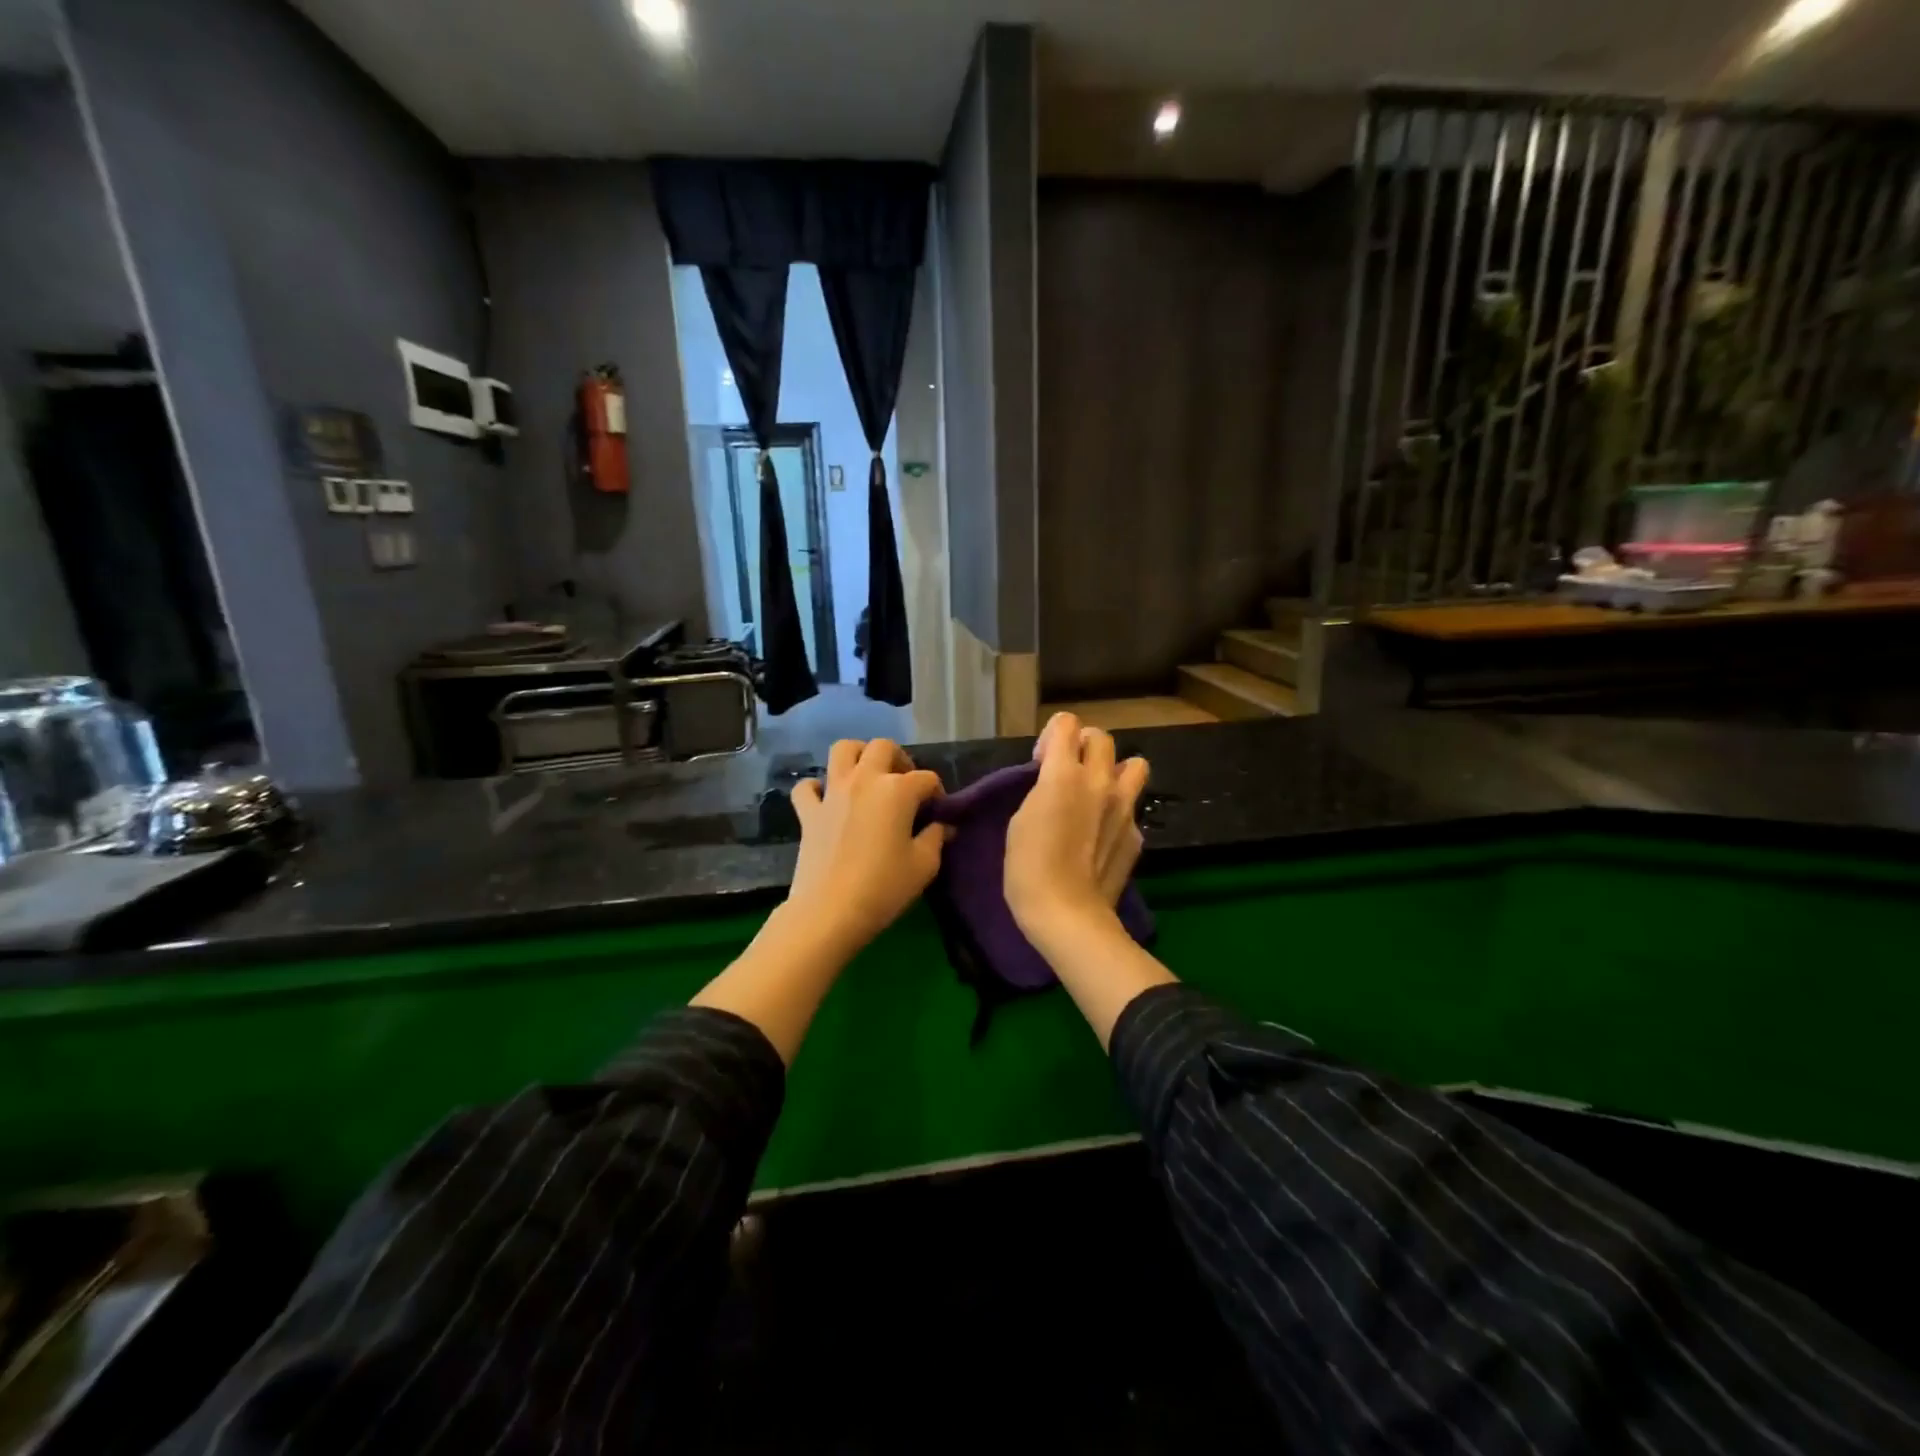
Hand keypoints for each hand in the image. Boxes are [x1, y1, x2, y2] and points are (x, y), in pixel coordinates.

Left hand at [786, 739, 948, 953]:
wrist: (829, 912)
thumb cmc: (884, 887)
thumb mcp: (924, 865)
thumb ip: (936, 837)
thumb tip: (942, 825)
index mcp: (897, 790)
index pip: (926, 778)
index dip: (938, 793)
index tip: (938, 814)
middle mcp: (864, 780)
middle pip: (883, 747)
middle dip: (900, 759)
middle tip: (905, 784)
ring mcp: (831, 792)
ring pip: (843, 750)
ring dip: (859, 755)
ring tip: (869, 777)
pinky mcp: (808, 811)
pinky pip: (808, 786)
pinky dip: (817, 788)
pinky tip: (828, 800)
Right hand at [1005, 713, 1149, 946]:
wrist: (1067, 914)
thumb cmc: (1028, 868)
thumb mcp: (1020, 820)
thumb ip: (1042, 791)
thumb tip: (1054, 785)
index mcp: (1064, 774)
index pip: (1067, 723)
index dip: (1052, 736)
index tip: (1040, 761)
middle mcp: (1100, 782)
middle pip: (1102, 737)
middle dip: (1083, 745)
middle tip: (1068, 771)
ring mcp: (1125, 808)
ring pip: (1134, 764)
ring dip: (1115, 770)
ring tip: (1098, 791)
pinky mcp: (1137, 834)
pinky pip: (1132, 807)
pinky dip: (1119, 811)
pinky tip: (1103, 835)